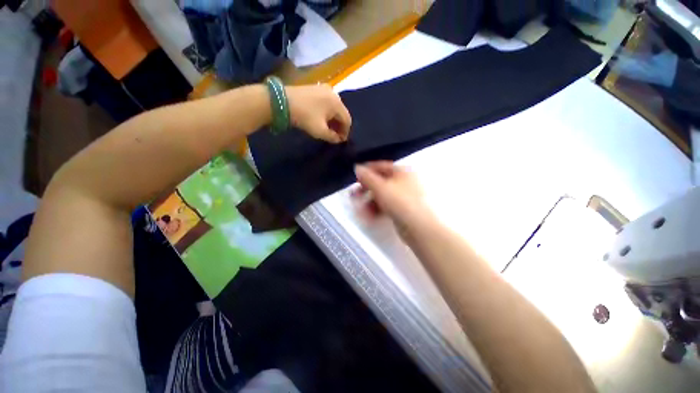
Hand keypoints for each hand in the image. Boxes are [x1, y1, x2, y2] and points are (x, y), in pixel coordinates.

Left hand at [286, 84, 351, 143]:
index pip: (347, 120)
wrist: (282, 101)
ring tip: (328, 129)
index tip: (341, 141)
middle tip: (335, 136)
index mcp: (337, 103)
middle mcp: (334, 93)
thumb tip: (338, 140)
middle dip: (339, 126)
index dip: (346, 132)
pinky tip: (321, 119)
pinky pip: (326, 103)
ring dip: (333, 120)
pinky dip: (327, 112)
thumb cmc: (305, 117)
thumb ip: (332, 137)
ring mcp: (324, 89)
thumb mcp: (320, 131)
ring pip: (334, 108)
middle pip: (341, 113)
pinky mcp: (315, 88)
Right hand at [353, 161, 435, 236]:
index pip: (381, 166)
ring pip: (383, 195)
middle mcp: (405, 182)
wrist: (418, 227)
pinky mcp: (403, 209)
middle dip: (366, 189)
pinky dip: (377, 209)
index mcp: (403, 171)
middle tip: (355, 194)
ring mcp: (405, 197)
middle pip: (381, 182)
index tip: (356, 176)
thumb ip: (367, 177)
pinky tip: (369, 215)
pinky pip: (387, 205)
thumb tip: (358, 168)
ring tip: (360, 209)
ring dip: (369, 201)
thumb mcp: (380, 187)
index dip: (367, 170)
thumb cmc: (401, 202)